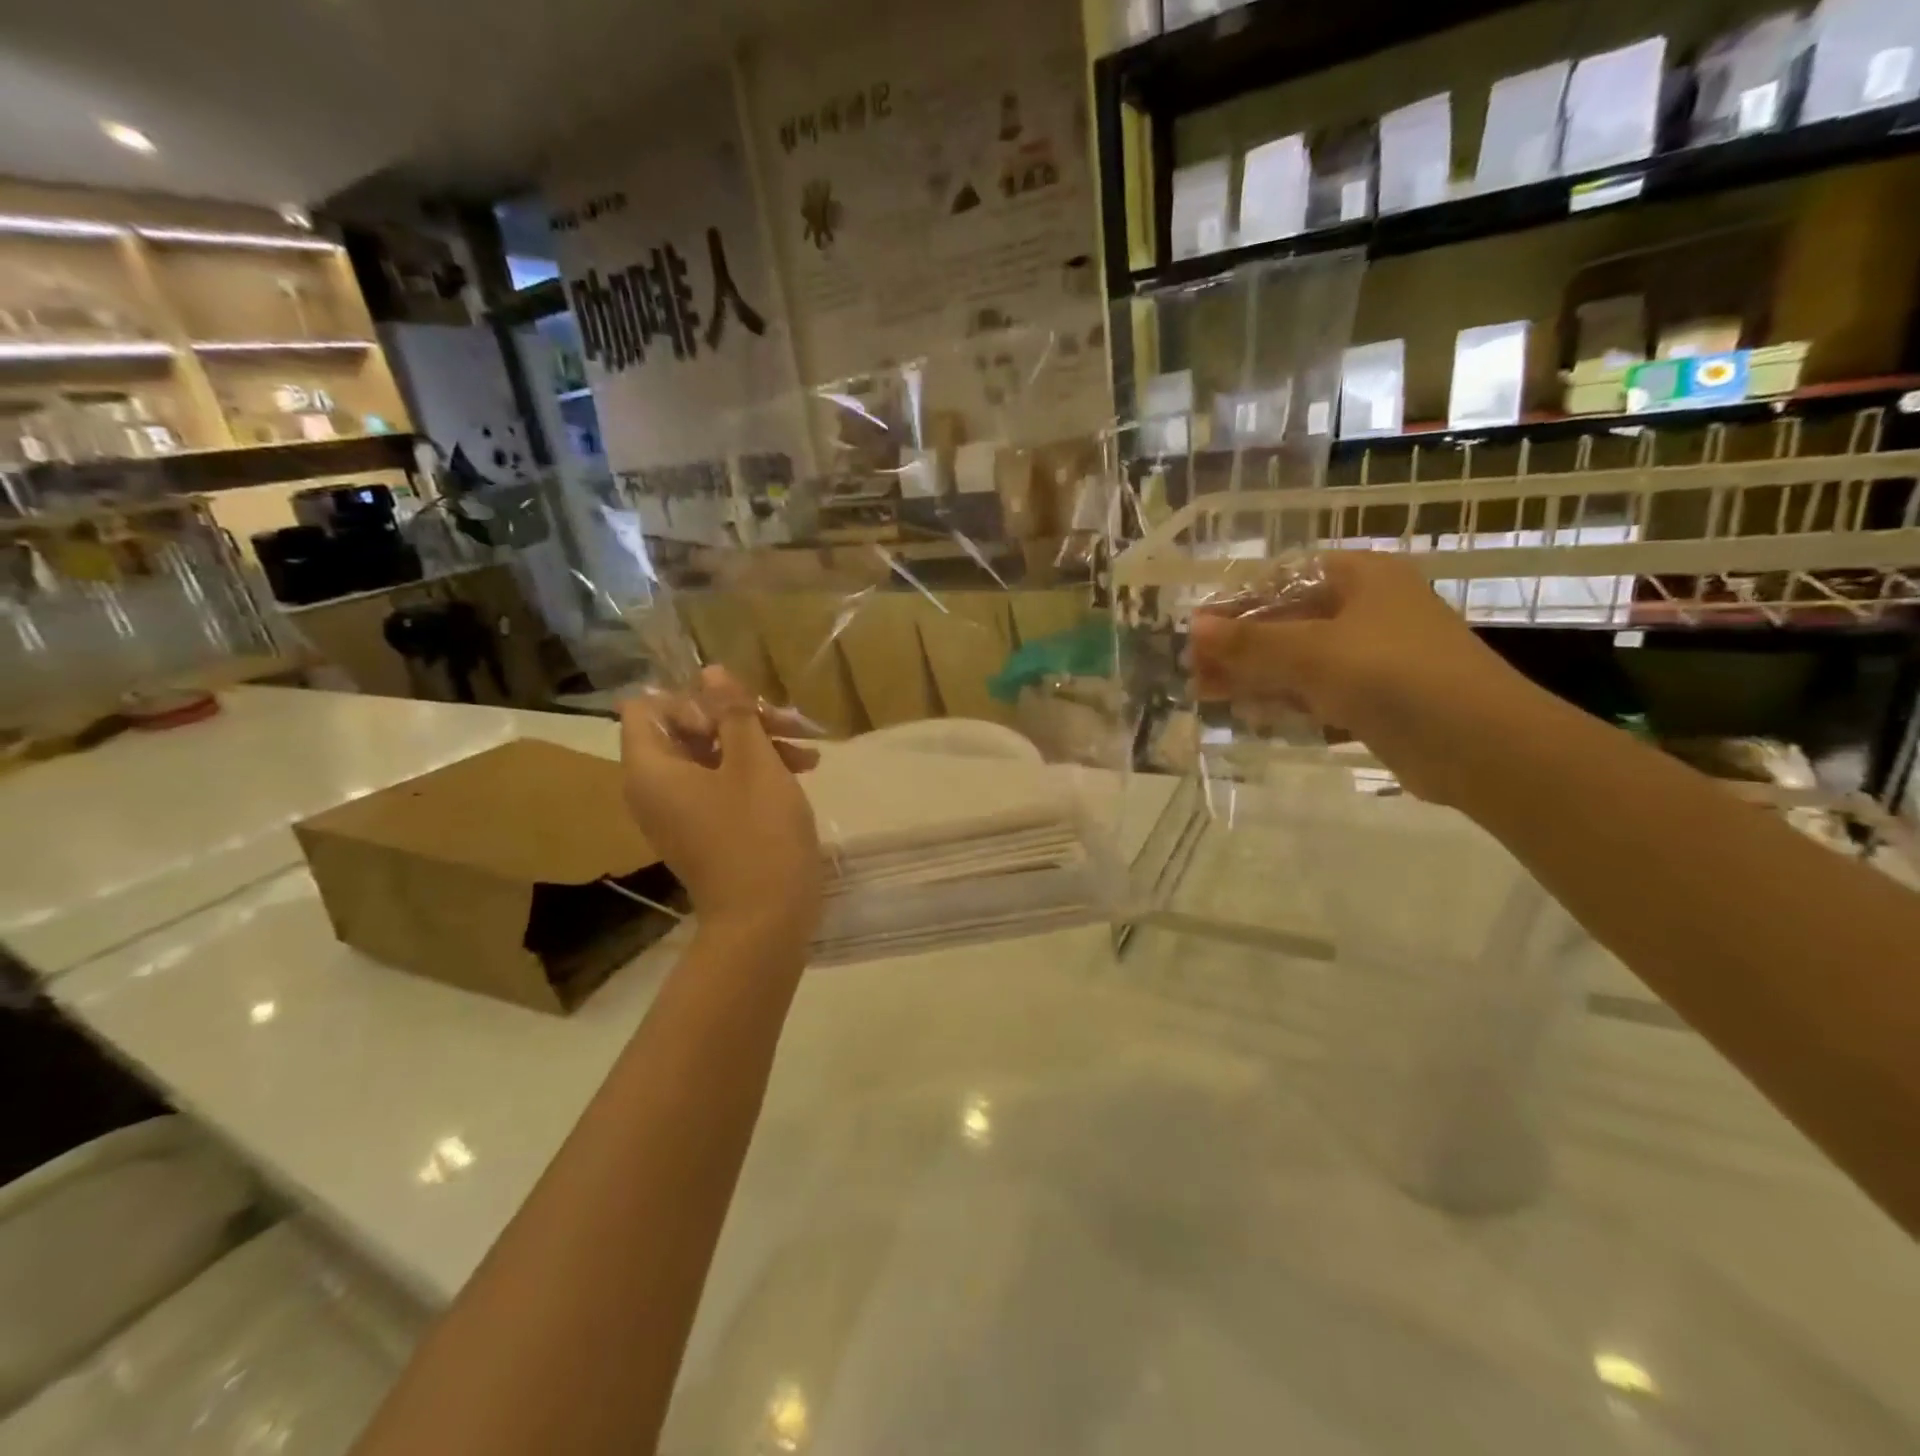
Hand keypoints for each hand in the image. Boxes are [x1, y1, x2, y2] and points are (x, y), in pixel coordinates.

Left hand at [619, 667, 824, 943]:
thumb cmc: (759, 835)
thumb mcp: (754, 763)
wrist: (766, 921)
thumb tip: (712, 672)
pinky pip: (721, 785)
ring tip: (809, 752)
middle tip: (787, 722)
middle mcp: (655, 788)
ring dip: (757, 744)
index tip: (735, 711)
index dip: (691, 698)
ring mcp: (680, 812)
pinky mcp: (705, 829)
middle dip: (739, 719)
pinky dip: (755, 772)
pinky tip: (803, 771)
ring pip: (711, 756)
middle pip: (685, 728)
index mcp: (652, 769)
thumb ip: (733, 713)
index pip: (646, 707)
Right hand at [1188, 550, 1521, 799]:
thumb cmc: (1393, 675)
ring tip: (1208, 696)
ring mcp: (1374, 657)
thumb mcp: (1312, 652)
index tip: (1197, 632)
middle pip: (1288, 623)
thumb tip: (1194, 627)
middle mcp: (1368, 610)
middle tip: (1195, 672)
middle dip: (1240, 649)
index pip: (1283, 580)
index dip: (1236, 605)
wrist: (1480, 744)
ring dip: (1256, 677)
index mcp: (1361, 578)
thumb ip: (1250, 642)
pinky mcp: (1377, 699)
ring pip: (1300, 662)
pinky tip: (1251, 715)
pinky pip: (1318, 693)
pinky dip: (1285, 701)